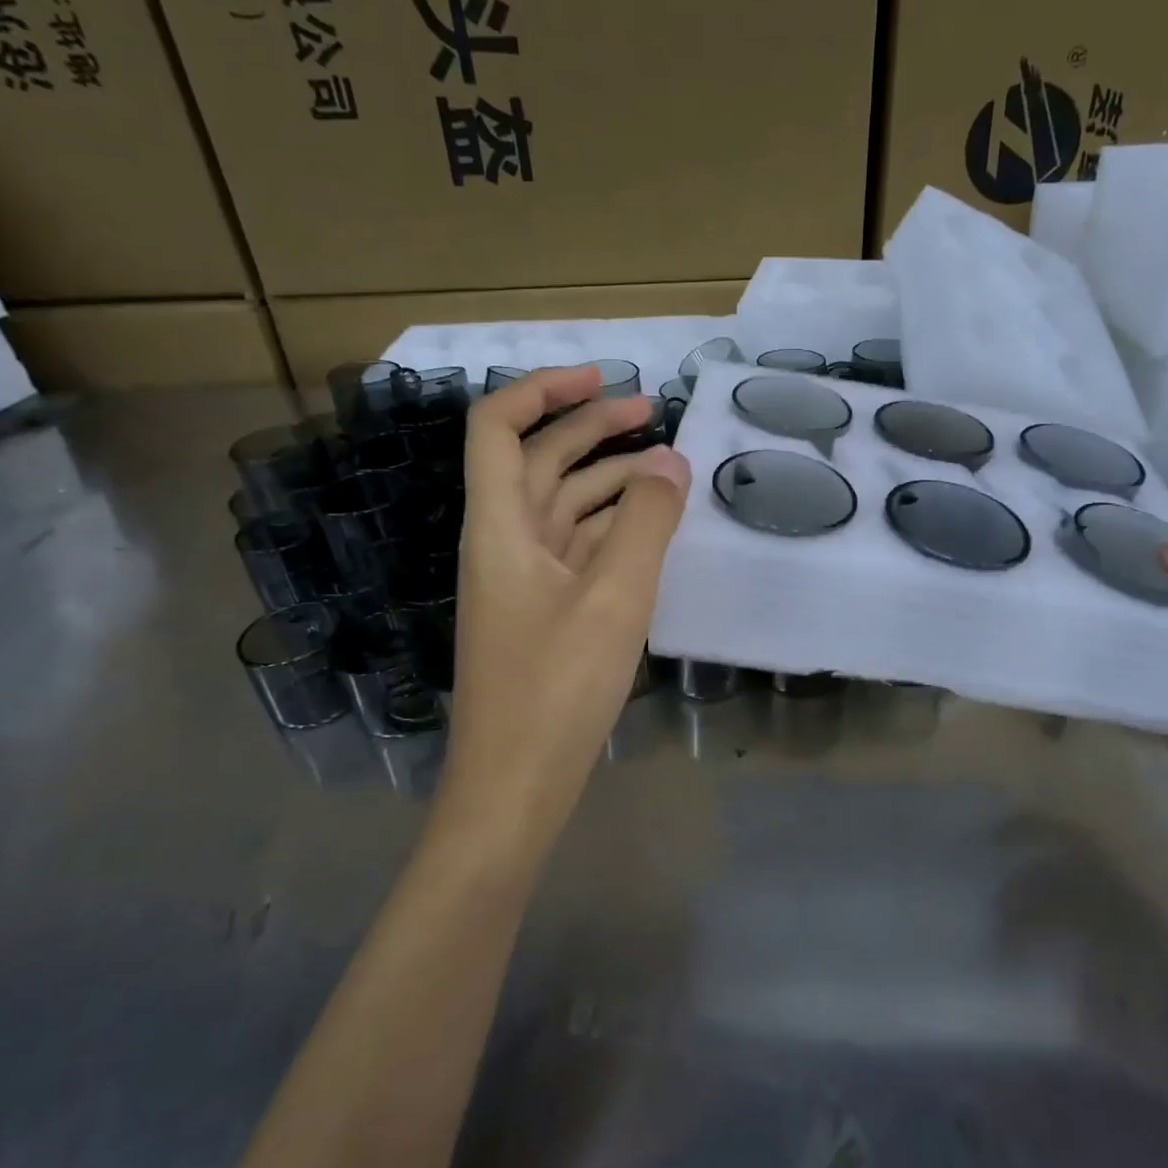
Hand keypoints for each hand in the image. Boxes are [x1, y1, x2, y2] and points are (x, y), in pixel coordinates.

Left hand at [437, 366, 689, 856]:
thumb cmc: (556, 688)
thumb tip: (669, 460)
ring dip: (607, 479)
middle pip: (538, 461)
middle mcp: (503, 542)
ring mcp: (522, 580)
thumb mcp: (614, 598)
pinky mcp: (542, 613)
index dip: (543, 391)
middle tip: (653, 413)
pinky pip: (576, 549)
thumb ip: (645, 522)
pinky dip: (610, 527)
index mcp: (500, 526)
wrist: (513, 788)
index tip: (602, 379)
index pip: (498, 427)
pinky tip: (650, 529)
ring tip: (666, 469)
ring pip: (562, 506)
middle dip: (591, 428)